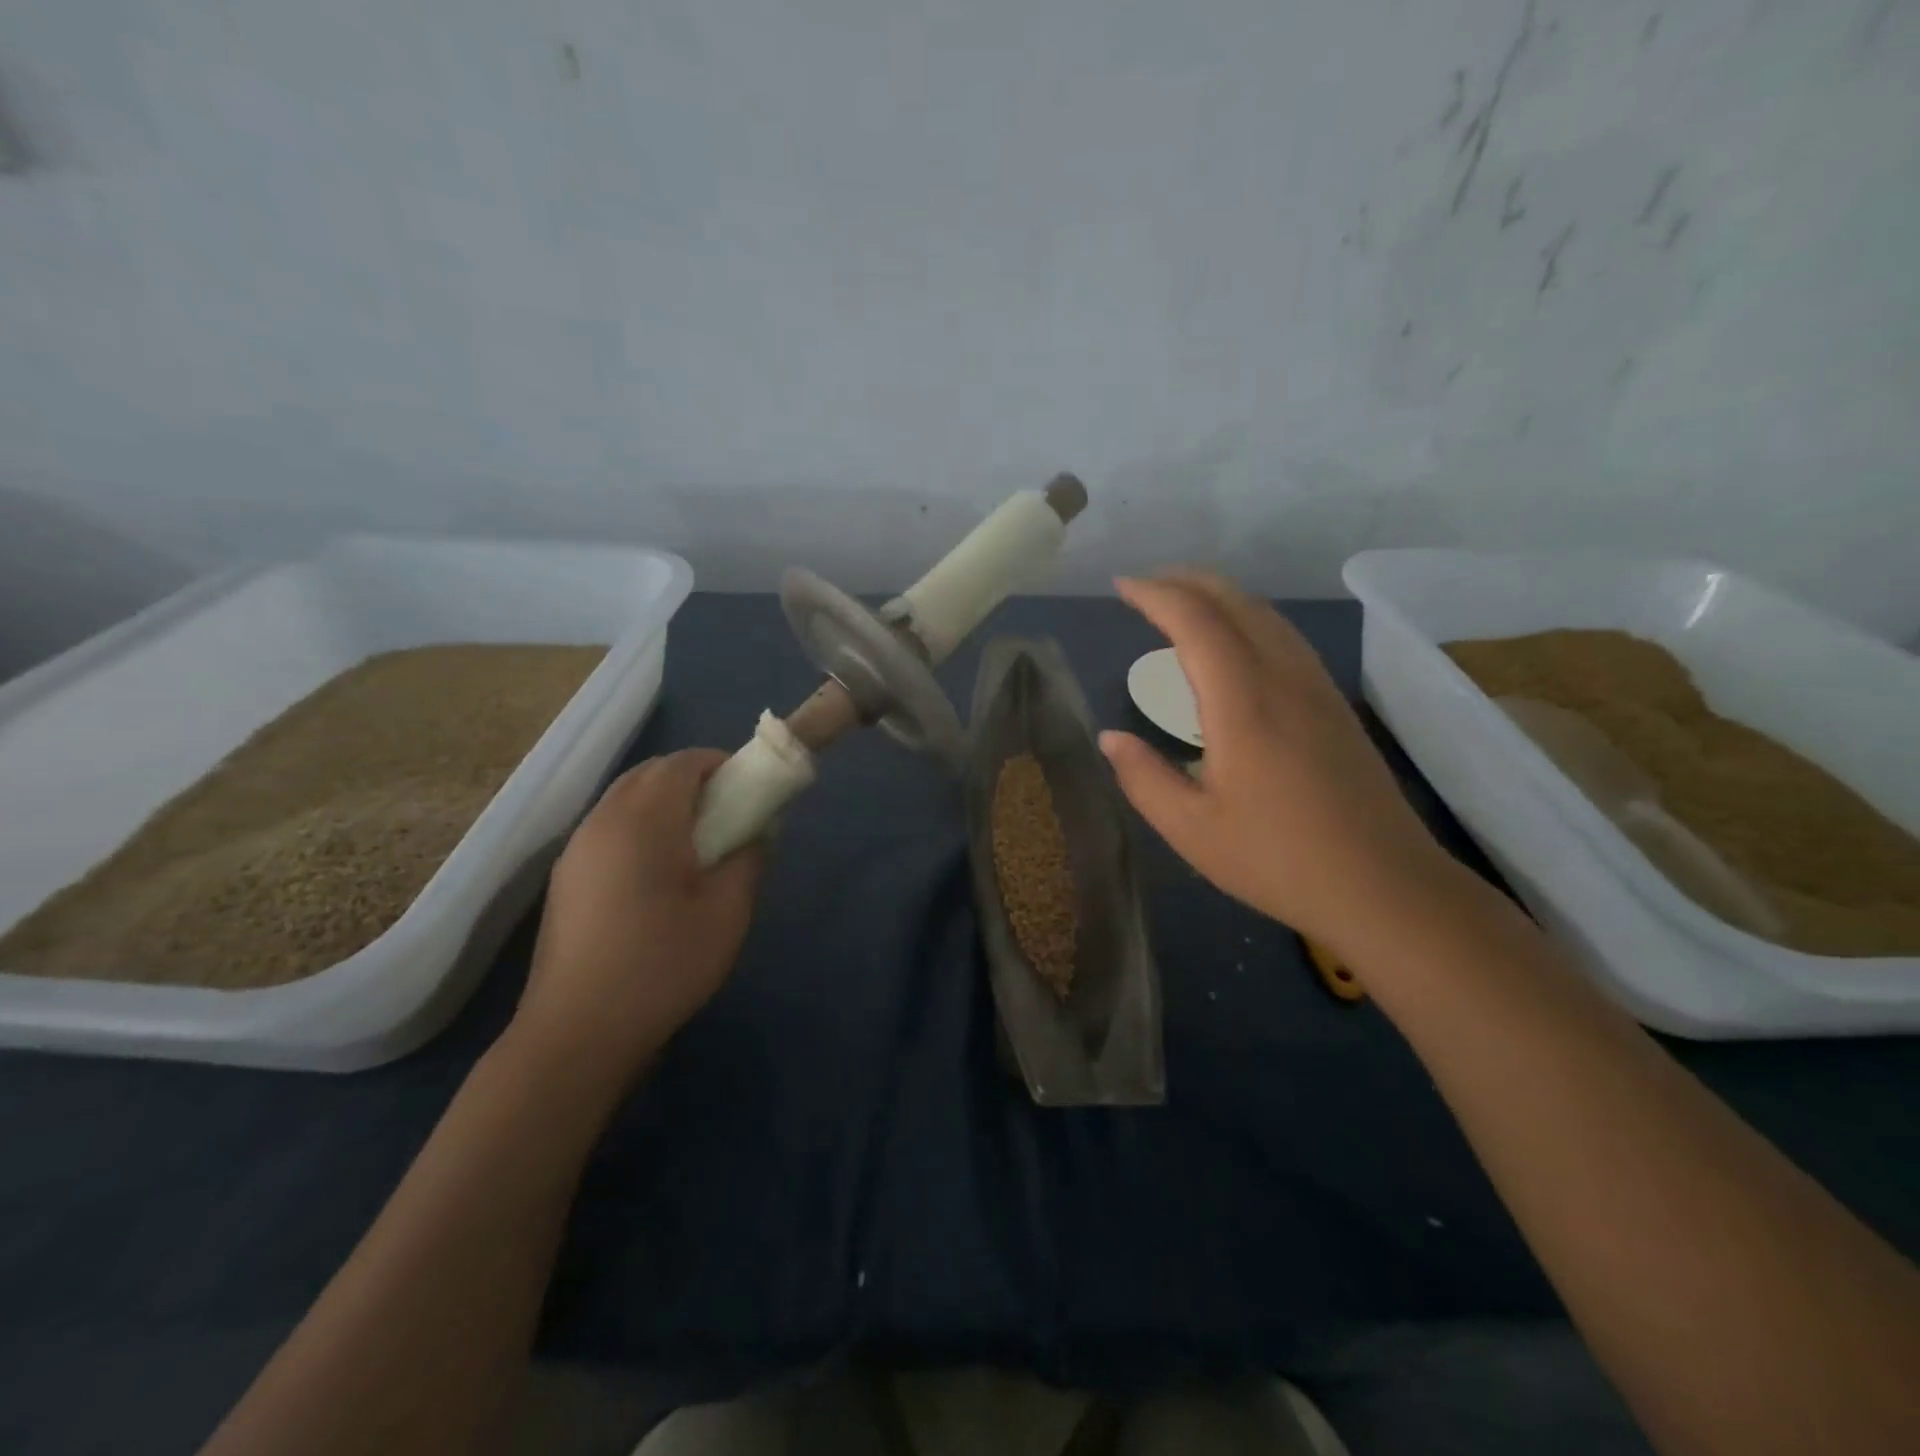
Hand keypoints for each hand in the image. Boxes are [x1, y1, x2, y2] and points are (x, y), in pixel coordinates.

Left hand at [510, 750, 762, 1087]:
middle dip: (692, 779)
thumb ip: (749, 857)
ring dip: (663, 803)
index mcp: (642, 820)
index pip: (682, 762)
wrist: (578, 1032)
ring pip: (625, 799)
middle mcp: (602, 821)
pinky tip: (658, 874)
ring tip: (696, 845)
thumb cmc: (662, 965)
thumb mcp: (728, 912)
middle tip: (727, 814)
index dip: (720, 764)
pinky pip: (608, 828)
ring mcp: (576, 849)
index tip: (749, 790)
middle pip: (650, 774)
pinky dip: (639, 827)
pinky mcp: (565, 879)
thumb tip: (757, 829)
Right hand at [1100, 572, 1459, 955]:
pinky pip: (1286, 637)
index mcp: (1243, 703)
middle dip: (1187, 581)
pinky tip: (1236, 642)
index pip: (1196, 622)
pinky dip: (1249, 618)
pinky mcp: (1335, 704)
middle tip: (1146, 585)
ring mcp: (1317, 688)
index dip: (1156, 595)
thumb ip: (1144, 778)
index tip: (1121, 587)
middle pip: (1236, 602)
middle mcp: (1284, 679)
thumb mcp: (1191, 830)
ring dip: (1221, 596)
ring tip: (1184, 604)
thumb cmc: (1278, 860)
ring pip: (1267, 615)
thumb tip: (1111, 738)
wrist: (1384, 886)